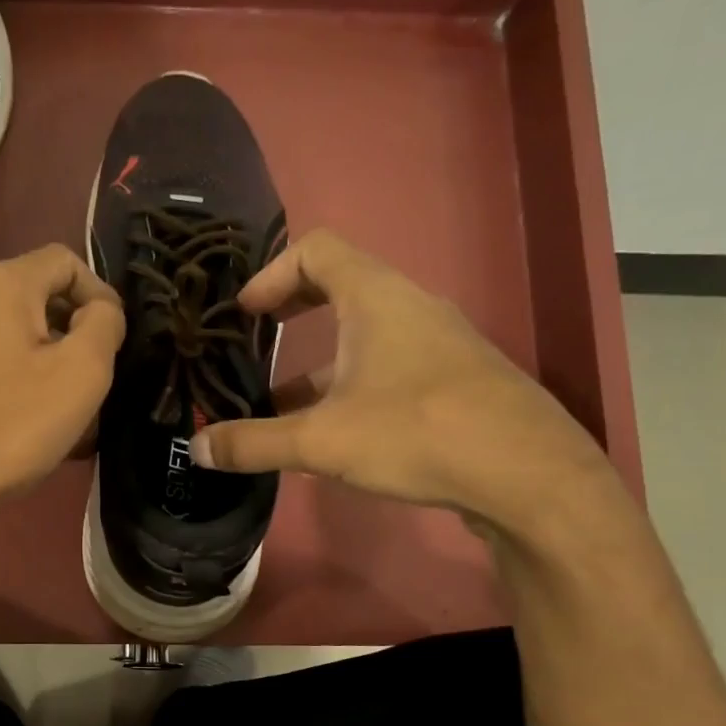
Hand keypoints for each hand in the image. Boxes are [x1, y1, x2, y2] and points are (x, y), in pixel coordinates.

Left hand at [0, 244, 123, 522]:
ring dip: (46, 369)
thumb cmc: (10, 424)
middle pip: (36, 301)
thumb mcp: (82, 372)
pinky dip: (14, 387)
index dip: (101, 295)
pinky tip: (23, 431)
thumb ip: (104, 326)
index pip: (66, 261)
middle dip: (74, 337)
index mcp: (2, 284)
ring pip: (11, 341)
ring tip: (64, 418)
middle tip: (93, 387)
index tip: (115, 344)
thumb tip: (99, 312)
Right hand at [189, 230, 613, 535]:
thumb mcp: (321, 440)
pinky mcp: (454, 381)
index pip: (317, 249)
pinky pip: (389, 364)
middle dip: (291, 309)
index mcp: (376, 297)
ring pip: (365, 333)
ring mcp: (438, 344)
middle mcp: (410, 307)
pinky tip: (333, 431)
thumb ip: (254, 443)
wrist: (529, 476)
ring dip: (318, 358)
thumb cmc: (418, 433)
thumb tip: (197, 448)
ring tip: (279, 400)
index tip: (243, 313)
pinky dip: (351, 382)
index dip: (271, 272)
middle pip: (341, 284)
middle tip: (255, 339)